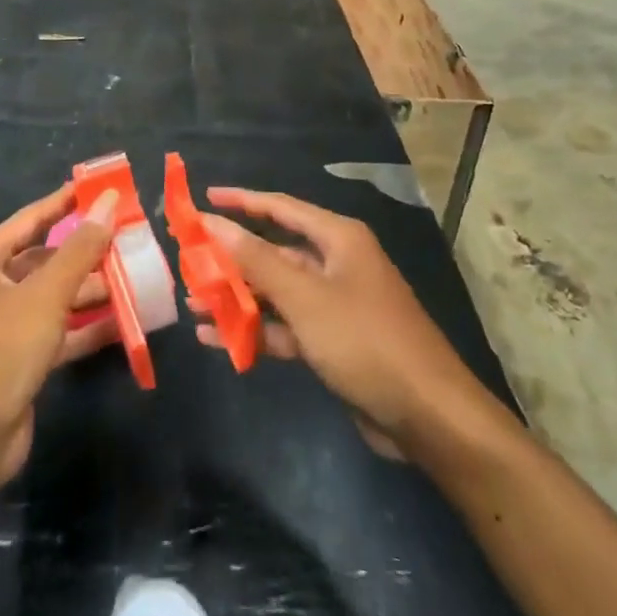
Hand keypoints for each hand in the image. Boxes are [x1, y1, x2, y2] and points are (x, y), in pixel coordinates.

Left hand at [0, 184, 116, 489]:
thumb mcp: (44, 294)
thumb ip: (80, 249)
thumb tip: (108, 202)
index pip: (32, 219)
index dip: (66, 202)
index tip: (103, 188)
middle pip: (46, 258)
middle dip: (86, 251)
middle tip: (130, 239)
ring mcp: (5, 326)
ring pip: (55, 297)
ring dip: (92, 290)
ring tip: (136, 278)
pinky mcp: (20, 361)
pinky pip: (60, 332)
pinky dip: (88, 328)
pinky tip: (125, 322)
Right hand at [193, 188, 486, 458]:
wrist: (428, 416)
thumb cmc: (365, 340)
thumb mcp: (305, 297)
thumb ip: (255, 260)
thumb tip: (212, 222)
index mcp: (338, 239)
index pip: (280, 207)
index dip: (241, 201)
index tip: (203, 199)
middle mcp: (336, 264)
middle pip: (274, 252)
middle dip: (232, 258)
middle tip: (188, 260)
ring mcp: (334, 304)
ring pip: (276, 291)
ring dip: (237, 297)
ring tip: (192, 302)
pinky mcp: (332, 341)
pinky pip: (285, 326)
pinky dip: (255, 330)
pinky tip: (216, 339)